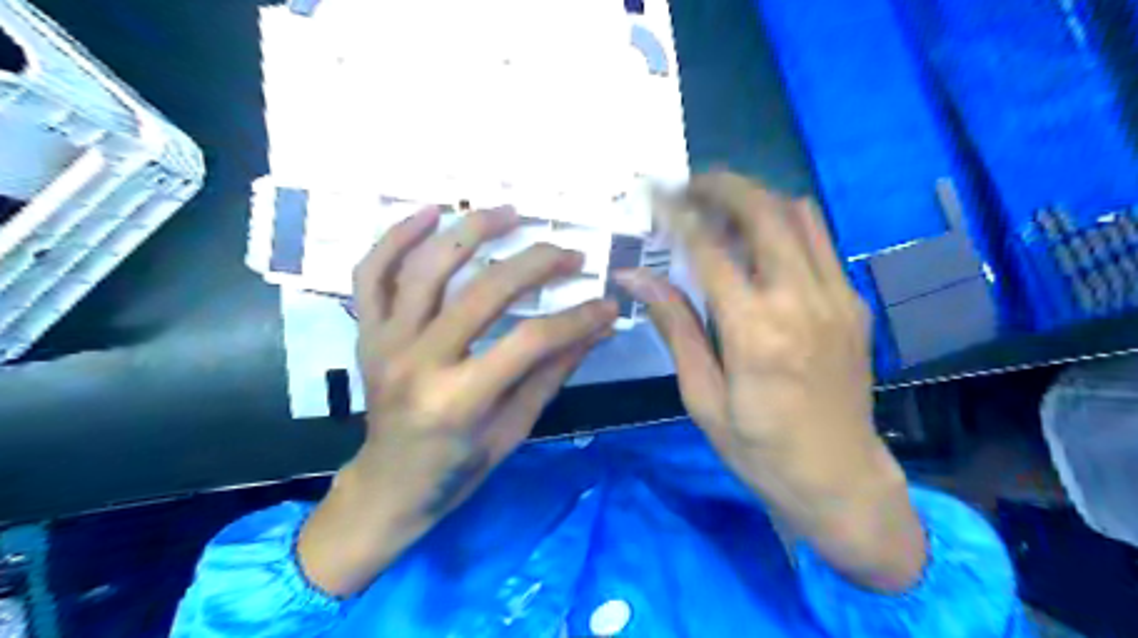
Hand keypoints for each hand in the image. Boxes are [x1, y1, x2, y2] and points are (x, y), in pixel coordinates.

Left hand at [298, 205, 617, 596]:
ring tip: (509, 212)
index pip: (530, 342)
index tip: (606, 304)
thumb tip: (597, 329)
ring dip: (470, 231)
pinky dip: (397, 237)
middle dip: (536, 264)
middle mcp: (417, 362)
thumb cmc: (457, 467)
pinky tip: (431, 213)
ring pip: (426, 268)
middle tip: (569, 253)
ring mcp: (385, 342)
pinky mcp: (366, 333)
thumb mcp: (514, 428)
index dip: (576, 319)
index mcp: (458, 400)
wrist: (389, 485)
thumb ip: (553, 372)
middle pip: (483, 293)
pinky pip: (372, 273)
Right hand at [614, 173, 923, 592]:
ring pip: (798, 215)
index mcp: (756, 332)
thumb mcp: (702, 396)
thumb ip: (675, 327)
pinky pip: (819, 241)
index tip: (654, 191)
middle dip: (722, 185)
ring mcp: (836, 297)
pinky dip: (783, 224)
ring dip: (755, 199)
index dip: (678, 212)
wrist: (840, 478)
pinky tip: (758, 243)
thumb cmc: (758, 448)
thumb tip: (636, 278)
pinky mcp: (853, 303)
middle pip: (764, 212)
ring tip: (719, 207)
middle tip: (687, 184)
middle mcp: (801, 301)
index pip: (710, 249)